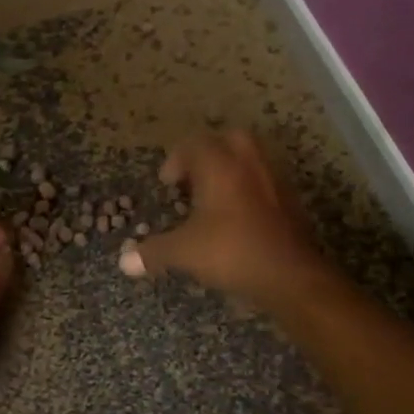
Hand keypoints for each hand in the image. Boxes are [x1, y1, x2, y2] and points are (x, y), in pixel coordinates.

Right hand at [120, 129, 327, 302]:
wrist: (290, 274)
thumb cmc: (231, 252)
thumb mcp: (184, 252)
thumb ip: (153, 252)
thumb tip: (124, 262)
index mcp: (219, 165)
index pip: (194, 144)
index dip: (176, 161)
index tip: (167, 183)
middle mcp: (248, 163)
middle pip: (227, 139)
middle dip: (208, 153)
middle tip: (192, 179)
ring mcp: (273, 179)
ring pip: (250, 158)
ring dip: (230, 169)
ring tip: (213, 197)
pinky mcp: (290, 200)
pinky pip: (264, 180)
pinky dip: (249, 189)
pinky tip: (238, 216)